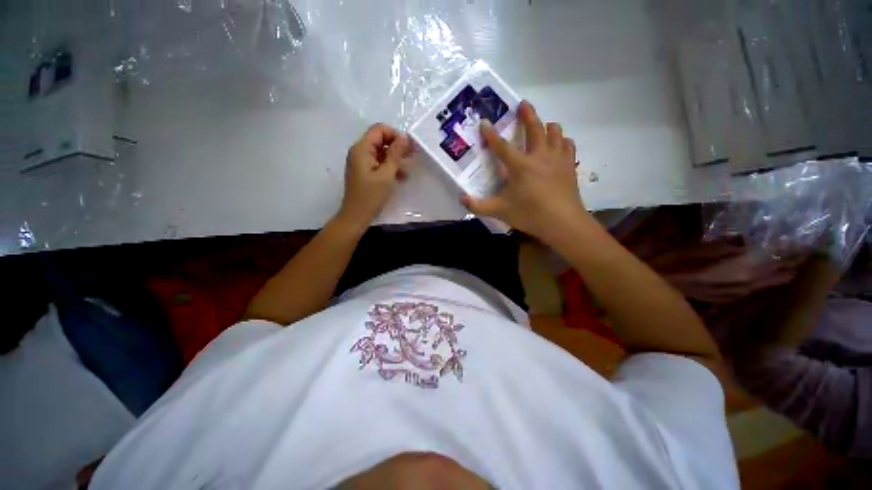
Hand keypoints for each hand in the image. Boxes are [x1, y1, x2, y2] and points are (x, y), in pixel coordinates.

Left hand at [336, 123, 412, 230]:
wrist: (357, 216)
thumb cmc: (371, 196)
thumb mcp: (386, 174)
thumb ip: (395, 154)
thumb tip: (404, 138)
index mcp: (362, 148)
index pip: (379, 129)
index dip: (395, 135)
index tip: (408, 148)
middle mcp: (359, 151)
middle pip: (380, 140)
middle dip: (397, 147)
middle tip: (412, 157)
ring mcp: (361, 162)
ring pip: (381, 152)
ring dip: (395, 159)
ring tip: (407, 170)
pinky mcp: (364, 171)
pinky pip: (378, 163)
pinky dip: (389, 167)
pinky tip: (401, 177)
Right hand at [462, 101, 587, 241]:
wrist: (563, 223)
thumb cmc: (530, 214)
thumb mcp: (500, 211)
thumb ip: (479, 206)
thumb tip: (461, 199)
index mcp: (520, 166)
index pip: (502, 146)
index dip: (491, 134)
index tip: (484, 121)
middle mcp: (539, 156)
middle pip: (535, 128)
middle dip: (528, 114)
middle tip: (523, 104)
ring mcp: (557, 159)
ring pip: (555, 132)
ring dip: (547, 126)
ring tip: (543, 125)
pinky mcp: (570, 166)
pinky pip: (568, 145)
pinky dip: (562, 141)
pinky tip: (559, 144)